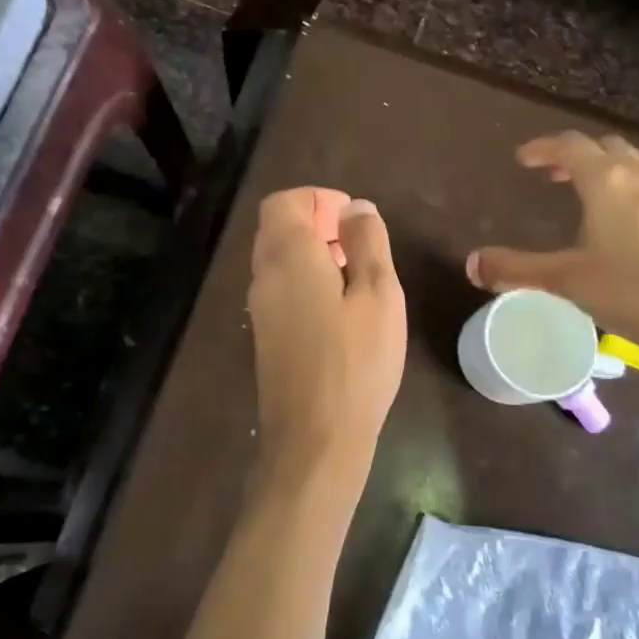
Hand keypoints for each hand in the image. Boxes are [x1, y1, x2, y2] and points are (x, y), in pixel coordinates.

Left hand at [247, 188, 405, 505]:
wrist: (315, 438)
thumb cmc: (356, 362)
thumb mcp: (378, 294)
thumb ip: (367, 242)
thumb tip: (356, 207)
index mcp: (288, 256)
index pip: (283, 202)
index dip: (317, 199)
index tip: (352, 219)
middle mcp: (264, 275)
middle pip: (277, 227)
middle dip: (316, 222)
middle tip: (358, 243)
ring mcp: (260, 308)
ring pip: (277, 258)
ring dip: (311, 252)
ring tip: (355, 274)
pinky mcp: (265, 335)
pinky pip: (279, 287)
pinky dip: (304, 278)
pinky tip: (339, 308)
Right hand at [466, 132, 638, 354]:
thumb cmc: (628, 291)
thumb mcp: (564, 279)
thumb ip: (516, 269)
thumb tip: (471, 264)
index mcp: (608, 182)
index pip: (572, 147)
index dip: (544, 147)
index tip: (523, 159)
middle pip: (606, 147)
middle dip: (576, 155)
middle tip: (553, 175)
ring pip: (637, 160)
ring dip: (611, 164)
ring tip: (593, 186)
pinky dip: (632, 183)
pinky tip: (625, 217)